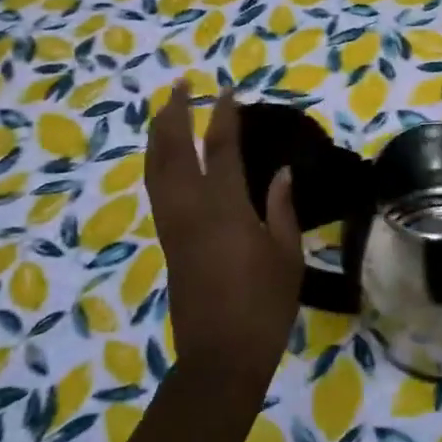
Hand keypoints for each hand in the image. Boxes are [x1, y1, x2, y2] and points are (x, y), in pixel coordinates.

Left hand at [145, 83, 302, 383]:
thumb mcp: (286, 256)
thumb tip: (282, 173)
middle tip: (181, 86)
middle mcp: (191, 208)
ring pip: (155, 168)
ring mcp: (173, 224)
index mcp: (226, 208)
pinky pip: (155, 189)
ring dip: (159, 134)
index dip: (224, 116)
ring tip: (166, 111)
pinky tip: (165, 158)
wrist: (220, 355)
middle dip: (175, 113)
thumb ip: (281, 209)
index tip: (228, 92)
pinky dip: (157, 163)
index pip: (222, 148)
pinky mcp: (166, 241)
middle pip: (174, 149)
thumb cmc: (263, 306)